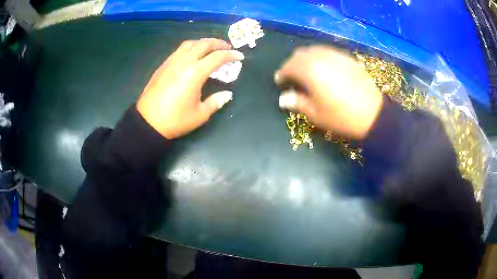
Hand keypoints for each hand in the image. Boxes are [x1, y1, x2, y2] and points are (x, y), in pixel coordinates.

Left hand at [136, 38, 243, 138]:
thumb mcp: (200, 115)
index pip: (217, 57)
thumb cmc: (175, 120)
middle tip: (227, 47)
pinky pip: (179, 50)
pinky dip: (191, 48)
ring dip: (203, 42)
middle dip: (218, 43)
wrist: (148, 122)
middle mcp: (183, 62)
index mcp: (195, 73)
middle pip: (203, 44)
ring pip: (189, 44)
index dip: (231, 55)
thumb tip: (227, 94)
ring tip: (210, 48)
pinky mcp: (163, 66)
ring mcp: (171, 62)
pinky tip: (192, 56)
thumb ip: (216, 102)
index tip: (240, 56)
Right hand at [275, 46, 382, 139]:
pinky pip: (328, 52)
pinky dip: (320, 57)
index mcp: (310, 70)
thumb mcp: (316, 114)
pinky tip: (324, 68)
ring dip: (306, 59)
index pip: (289, 66)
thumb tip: (283, 98)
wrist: (373, 115)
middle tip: (292, 77)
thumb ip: (297, 103)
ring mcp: (336, 55)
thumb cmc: (341, 117)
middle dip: (292, 64)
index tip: (279, 82)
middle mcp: (321, 57)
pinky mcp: (347, 58)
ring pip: (314, 50)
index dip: (282, 73)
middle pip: (300, 54)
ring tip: (307, 71)